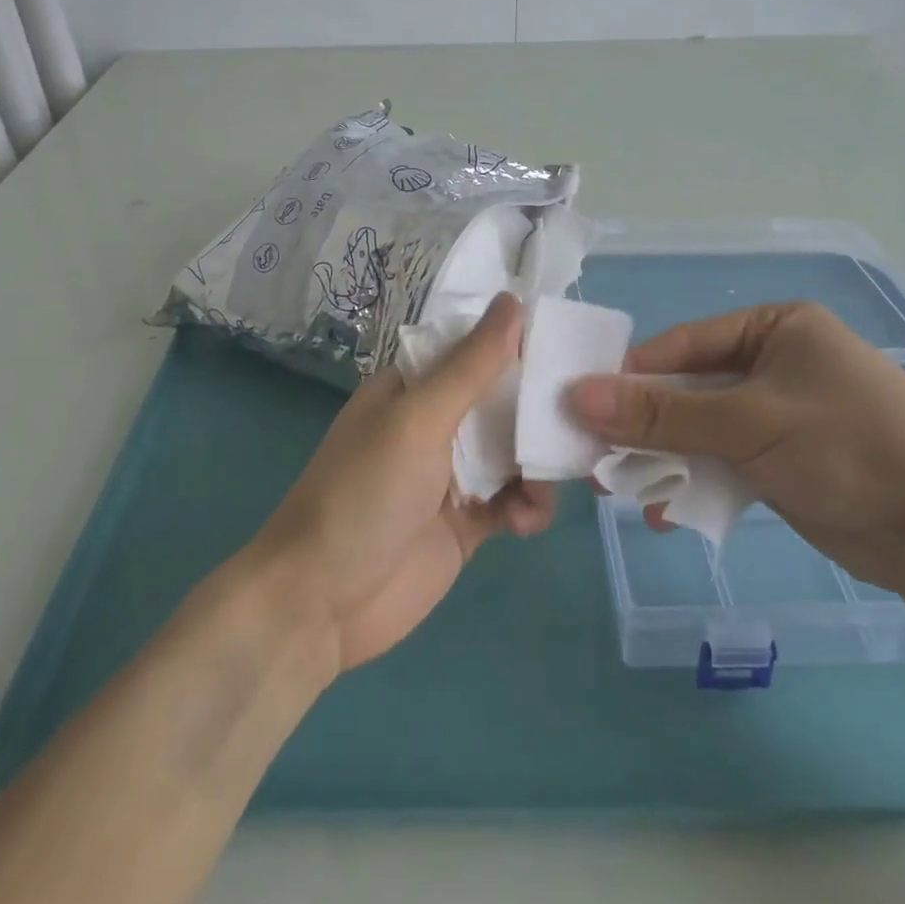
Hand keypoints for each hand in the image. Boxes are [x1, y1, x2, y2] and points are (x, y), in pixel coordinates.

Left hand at [251, 292, 553, 671]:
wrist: (321, 604)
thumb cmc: (365, 494)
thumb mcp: (418, 419)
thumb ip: (471, 365)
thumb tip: (513, 299)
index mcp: (415, 386)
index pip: (476, 348)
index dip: (520, 342)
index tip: (571, 341)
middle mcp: (436, 423)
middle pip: (503, 399)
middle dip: (539, 408)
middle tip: (583, 415)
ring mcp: (453, 474)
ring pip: (516, 451)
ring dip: (540, 462)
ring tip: (547, 481)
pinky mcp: (468, 522)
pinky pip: (515, 500)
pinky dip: (528, 506)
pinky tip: (524, 522)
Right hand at [567, 302, 904, 604]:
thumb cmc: (849, 450)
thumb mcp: (747, 424)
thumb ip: (661, 413)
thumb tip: (576, 395)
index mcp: (775, 327)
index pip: (683, 344)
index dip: (631, 376)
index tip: (581, 407)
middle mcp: (776, 362)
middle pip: (689, 388)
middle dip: (644, 425)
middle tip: (595, 456)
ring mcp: (782, 414)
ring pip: (703, 429)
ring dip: (664, 459)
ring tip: (620, 490)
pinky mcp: (788, 460)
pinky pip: (726, 462)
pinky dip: (697, 482)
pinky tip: (668, 512)